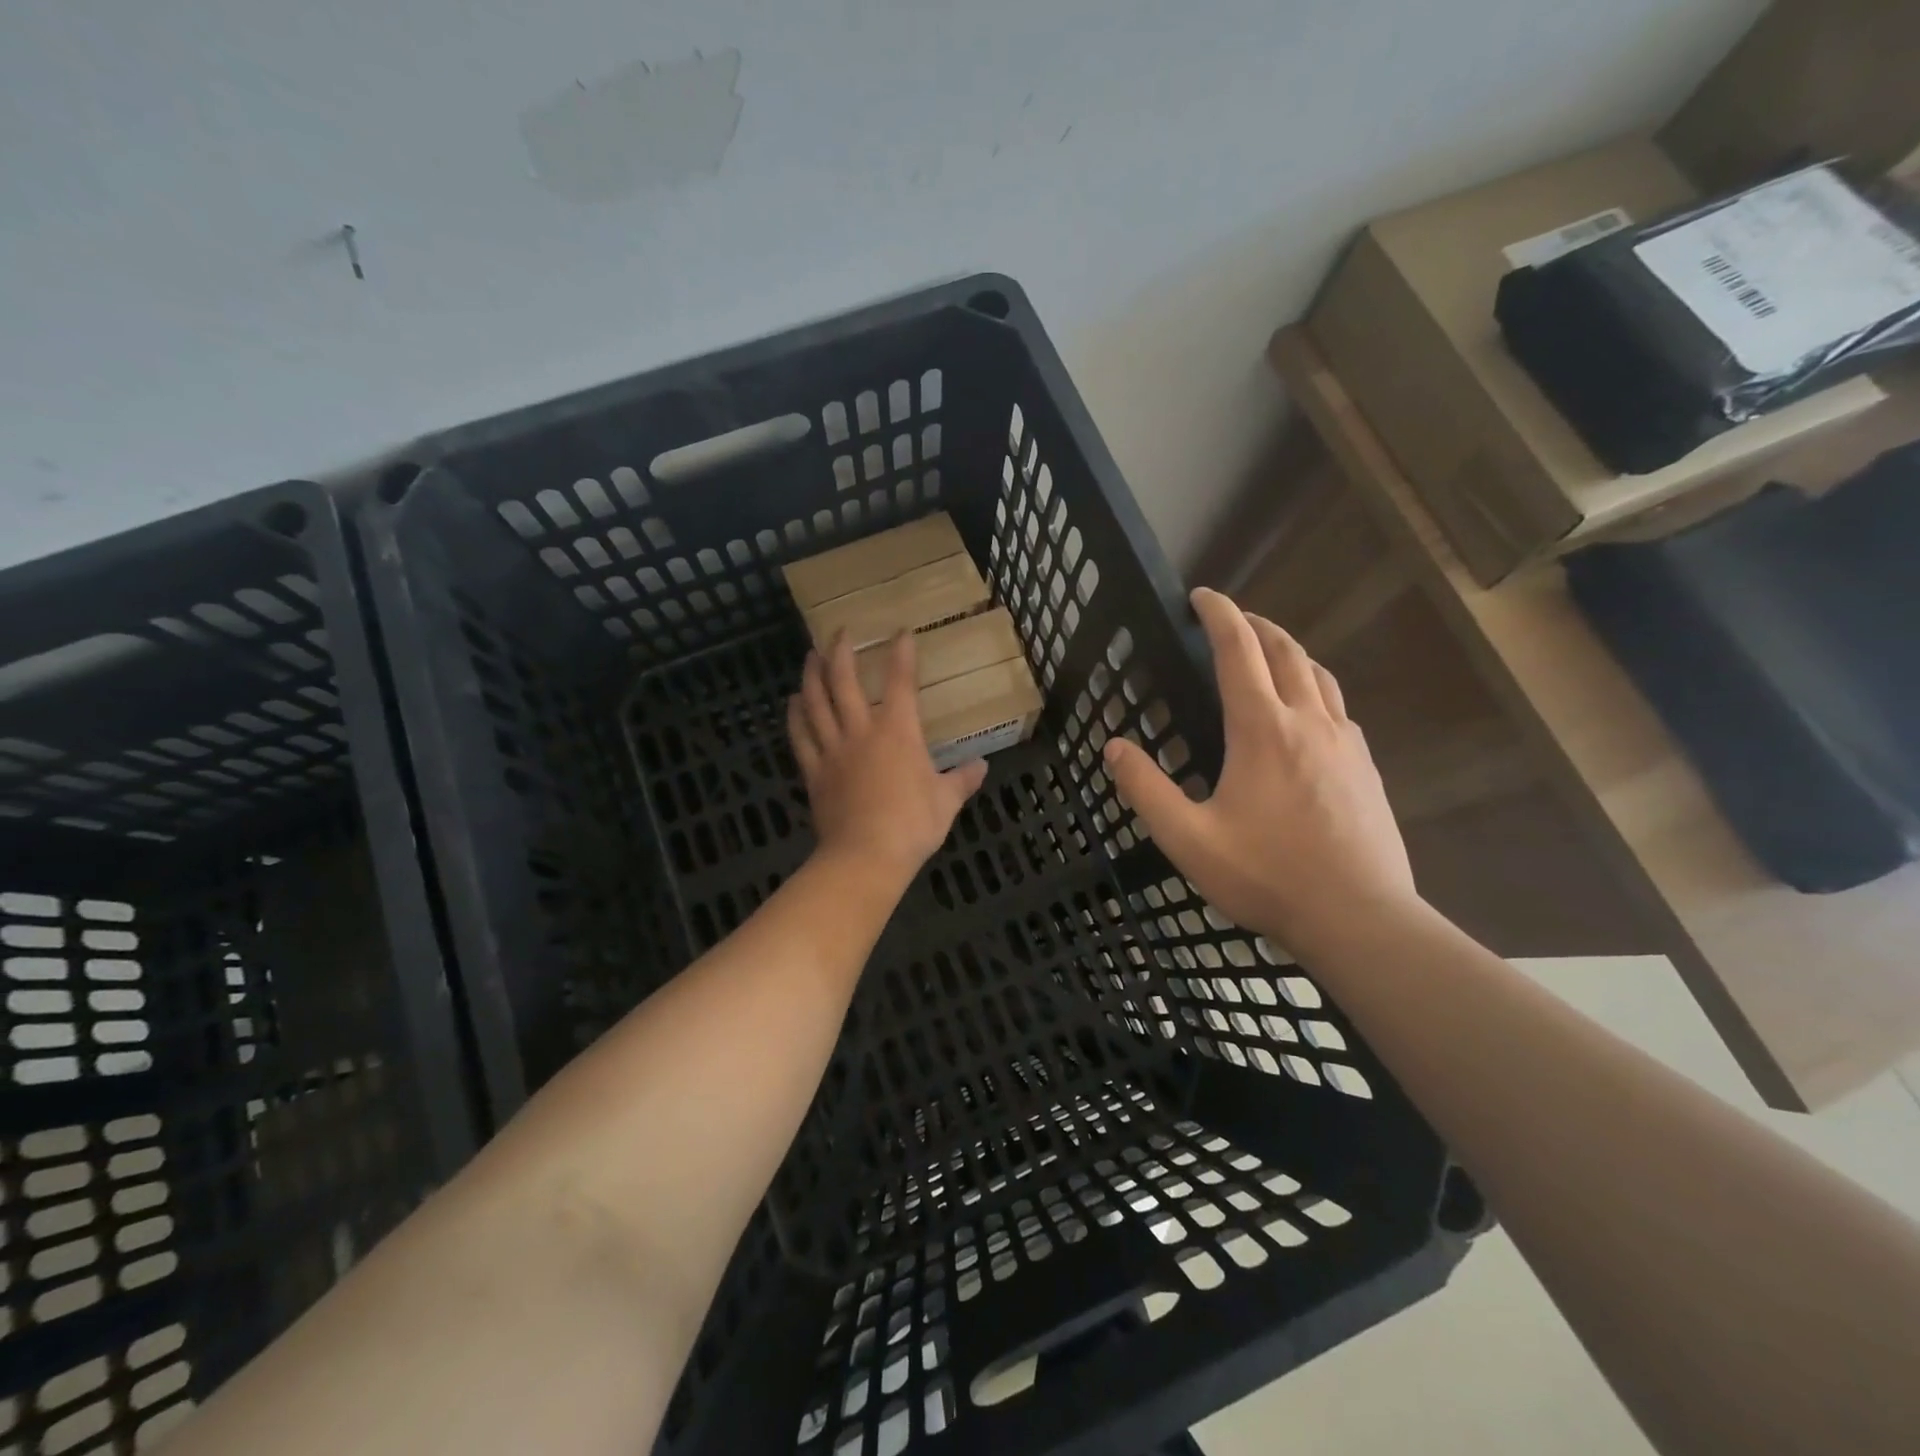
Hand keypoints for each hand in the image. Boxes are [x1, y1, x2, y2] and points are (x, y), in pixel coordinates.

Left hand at [789, 631, 987, 884]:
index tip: (900, 631)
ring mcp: (833, 750)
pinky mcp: (814, 771)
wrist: (866, 855)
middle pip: (844, 681)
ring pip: (816, 702)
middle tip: (839, 632)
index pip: (901, 681)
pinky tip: (793, 702)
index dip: (901, 652)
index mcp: (898, 731)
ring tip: (810, 656)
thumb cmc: (913, 825)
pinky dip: (795, 716)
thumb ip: (962, 780)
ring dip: (812, 675)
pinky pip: (800, 736)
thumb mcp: (946, 801)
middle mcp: (861, 730)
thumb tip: (981, 766)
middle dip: (841, 651)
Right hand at [1103, 588, 1416, 957]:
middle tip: (1233, 619)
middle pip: (1286, 651)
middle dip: (1257, 625)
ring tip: (1270, 653)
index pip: (1239, 650)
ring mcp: (1345, 743)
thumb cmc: (1266, 875)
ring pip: (1319, 675)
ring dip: (1291, 652)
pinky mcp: (1366, 767)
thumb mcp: (1187, 838)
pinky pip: (1338, 707)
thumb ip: (1146, 789)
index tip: (1201, 596)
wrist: (1358, 917)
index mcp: (1261, 729)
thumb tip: (1113, 747)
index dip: (1219, 615)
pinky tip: (1307, 714)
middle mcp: (1307, 721)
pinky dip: (1315, 688)